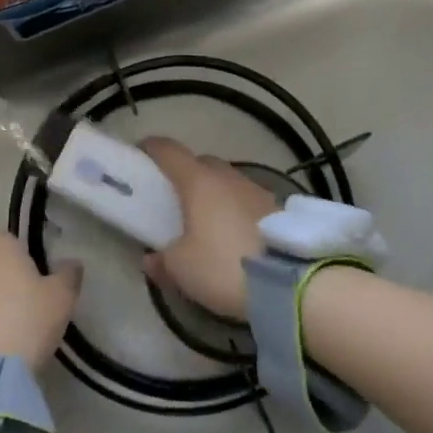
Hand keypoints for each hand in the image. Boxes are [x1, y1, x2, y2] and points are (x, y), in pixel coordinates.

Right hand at [139, 137, 277, 319]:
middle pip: (201, 163)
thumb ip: (162, 260)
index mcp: (198, 182)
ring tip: (206, 220)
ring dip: (215, 193)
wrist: (291, 282)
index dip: (152, 149)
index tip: (141, 155)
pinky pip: (246, 200)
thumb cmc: (224, 266)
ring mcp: (256, 190)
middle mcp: (228, 177)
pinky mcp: (277, 209)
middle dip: (186, 174)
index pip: (169, 151)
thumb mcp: (182, 269)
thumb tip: (152, 258)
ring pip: (227, 181)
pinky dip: (235, 209)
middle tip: (174, 197)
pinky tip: (234, 234)